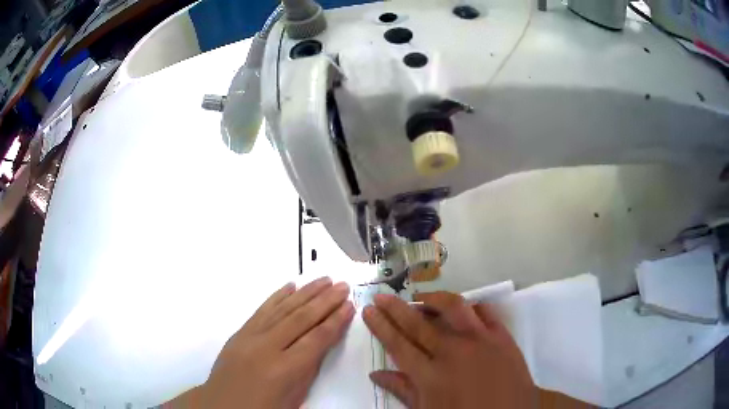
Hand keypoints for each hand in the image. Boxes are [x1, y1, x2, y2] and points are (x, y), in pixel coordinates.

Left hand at [169, 277, 354, 407]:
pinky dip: (277, 296)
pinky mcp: (239, 332)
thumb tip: (322, 341)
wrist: (223, 405)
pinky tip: (290, 286)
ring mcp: (250, 337)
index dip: (335, 321)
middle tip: (343, 286)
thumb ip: (308, 368)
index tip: (349, 305)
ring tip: (324, 280)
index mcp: (284, 370)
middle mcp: (266, 348)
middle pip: (301, 318)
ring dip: (305, 293)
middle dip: (325, 301)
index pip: (316, 339)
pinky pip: (261, 310)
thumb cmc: (264, 408)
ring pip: (282, 309)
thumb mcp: (294, 397)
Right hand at [363, 292, 535, 408]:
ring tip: (420, 297)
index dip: (381, 326)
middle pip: (418, 323)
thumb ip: (403, 391)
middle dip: (396, 308)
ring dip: (432, 298)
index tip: (369, 310)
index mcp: (430, 375)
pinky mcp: (501, 335)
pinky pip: (484, 311)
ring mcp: (479, 340)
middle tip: (382, 295)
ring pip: (452, 307)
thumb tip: (376, 374)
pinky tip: (462, 308)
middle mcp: (452, 351)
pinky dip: (470, 306)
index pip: (398, 344)